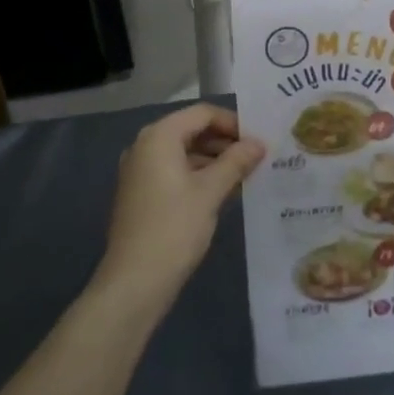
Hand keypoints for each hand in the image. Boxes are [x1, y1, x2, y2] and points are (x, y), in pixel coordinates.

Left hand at [93, 104, 263, 314]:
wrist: (134, 281)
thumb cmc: (175, 228)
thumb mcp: (211, 192)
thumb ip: (236, 162)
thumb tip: (259, 144)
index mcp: (159, 137)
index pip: (202, 113)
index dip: (233, 123)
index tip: (258, 140)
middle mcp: (145, 146)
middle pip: (191, 130)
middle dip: (224, 142)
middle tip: (256, 158)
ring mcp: (139, 170)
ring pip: (183, 152)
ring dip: (213, 160)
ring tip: (244, 176)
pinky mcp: (140, 193)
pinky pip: (173, 171)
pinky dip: (197, 175)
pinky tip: (221, 192)